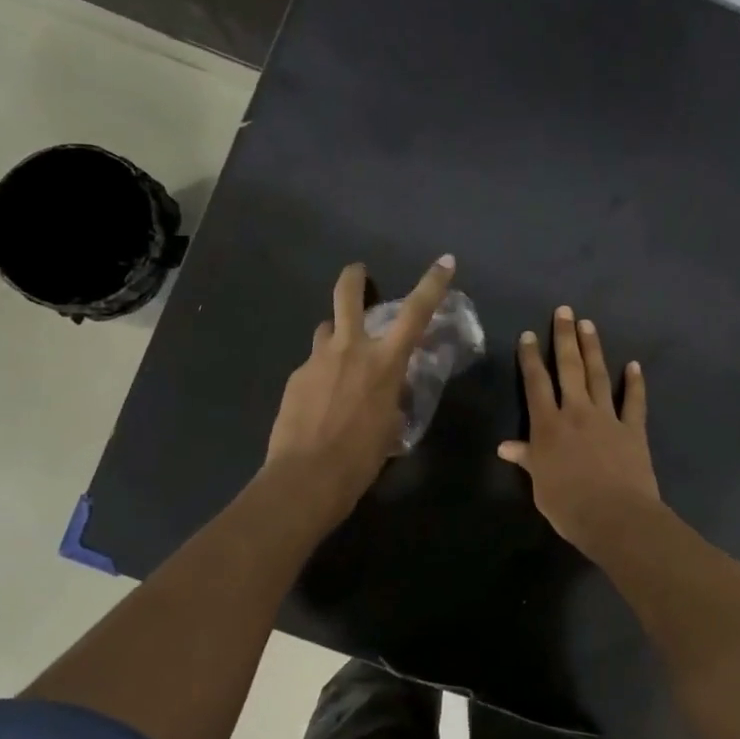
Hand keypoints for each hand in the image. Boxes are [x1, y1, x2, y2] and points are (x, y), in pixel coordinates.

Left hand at [264, 255, 456, 520]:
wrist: (307, 477)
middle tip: (357, 272)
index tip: (445, 261)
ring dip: (335, 336)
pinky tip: (319, 403)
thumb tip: (386, 390)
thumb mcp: (390, 425)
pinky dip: (321, 374)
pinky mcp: (295, 378)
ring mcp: (317, 360)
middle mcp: (350, 350)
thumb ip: (390, 397)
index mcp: (384, 362)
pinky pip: (313, 365)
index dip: (432, 284)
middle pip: (348, 296)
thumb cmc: (361, 457)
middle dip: (354, 277)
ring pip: (326, 330)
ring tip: (338, 359)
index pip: (416, 313)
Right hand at [499, 306, 660, 551]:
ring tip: (589, 325)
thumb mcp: (539, 485)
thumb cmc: (568, 505)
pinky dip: (635, 383)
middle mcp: (576, 412)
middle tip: (565, 311)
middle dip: (564, 338)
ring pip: (599, 376)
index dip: (530, 358)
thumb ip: (527, 459)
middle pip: (569, 368)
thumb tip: (505, 446)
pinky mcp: (633, 430)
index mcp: (548, 426)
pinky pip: (634, 401)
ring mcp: (607, 418)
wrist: (615, 517)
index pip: (536, 384)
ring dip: (593, 349)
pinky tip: (634, 365)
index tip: (527, 335)